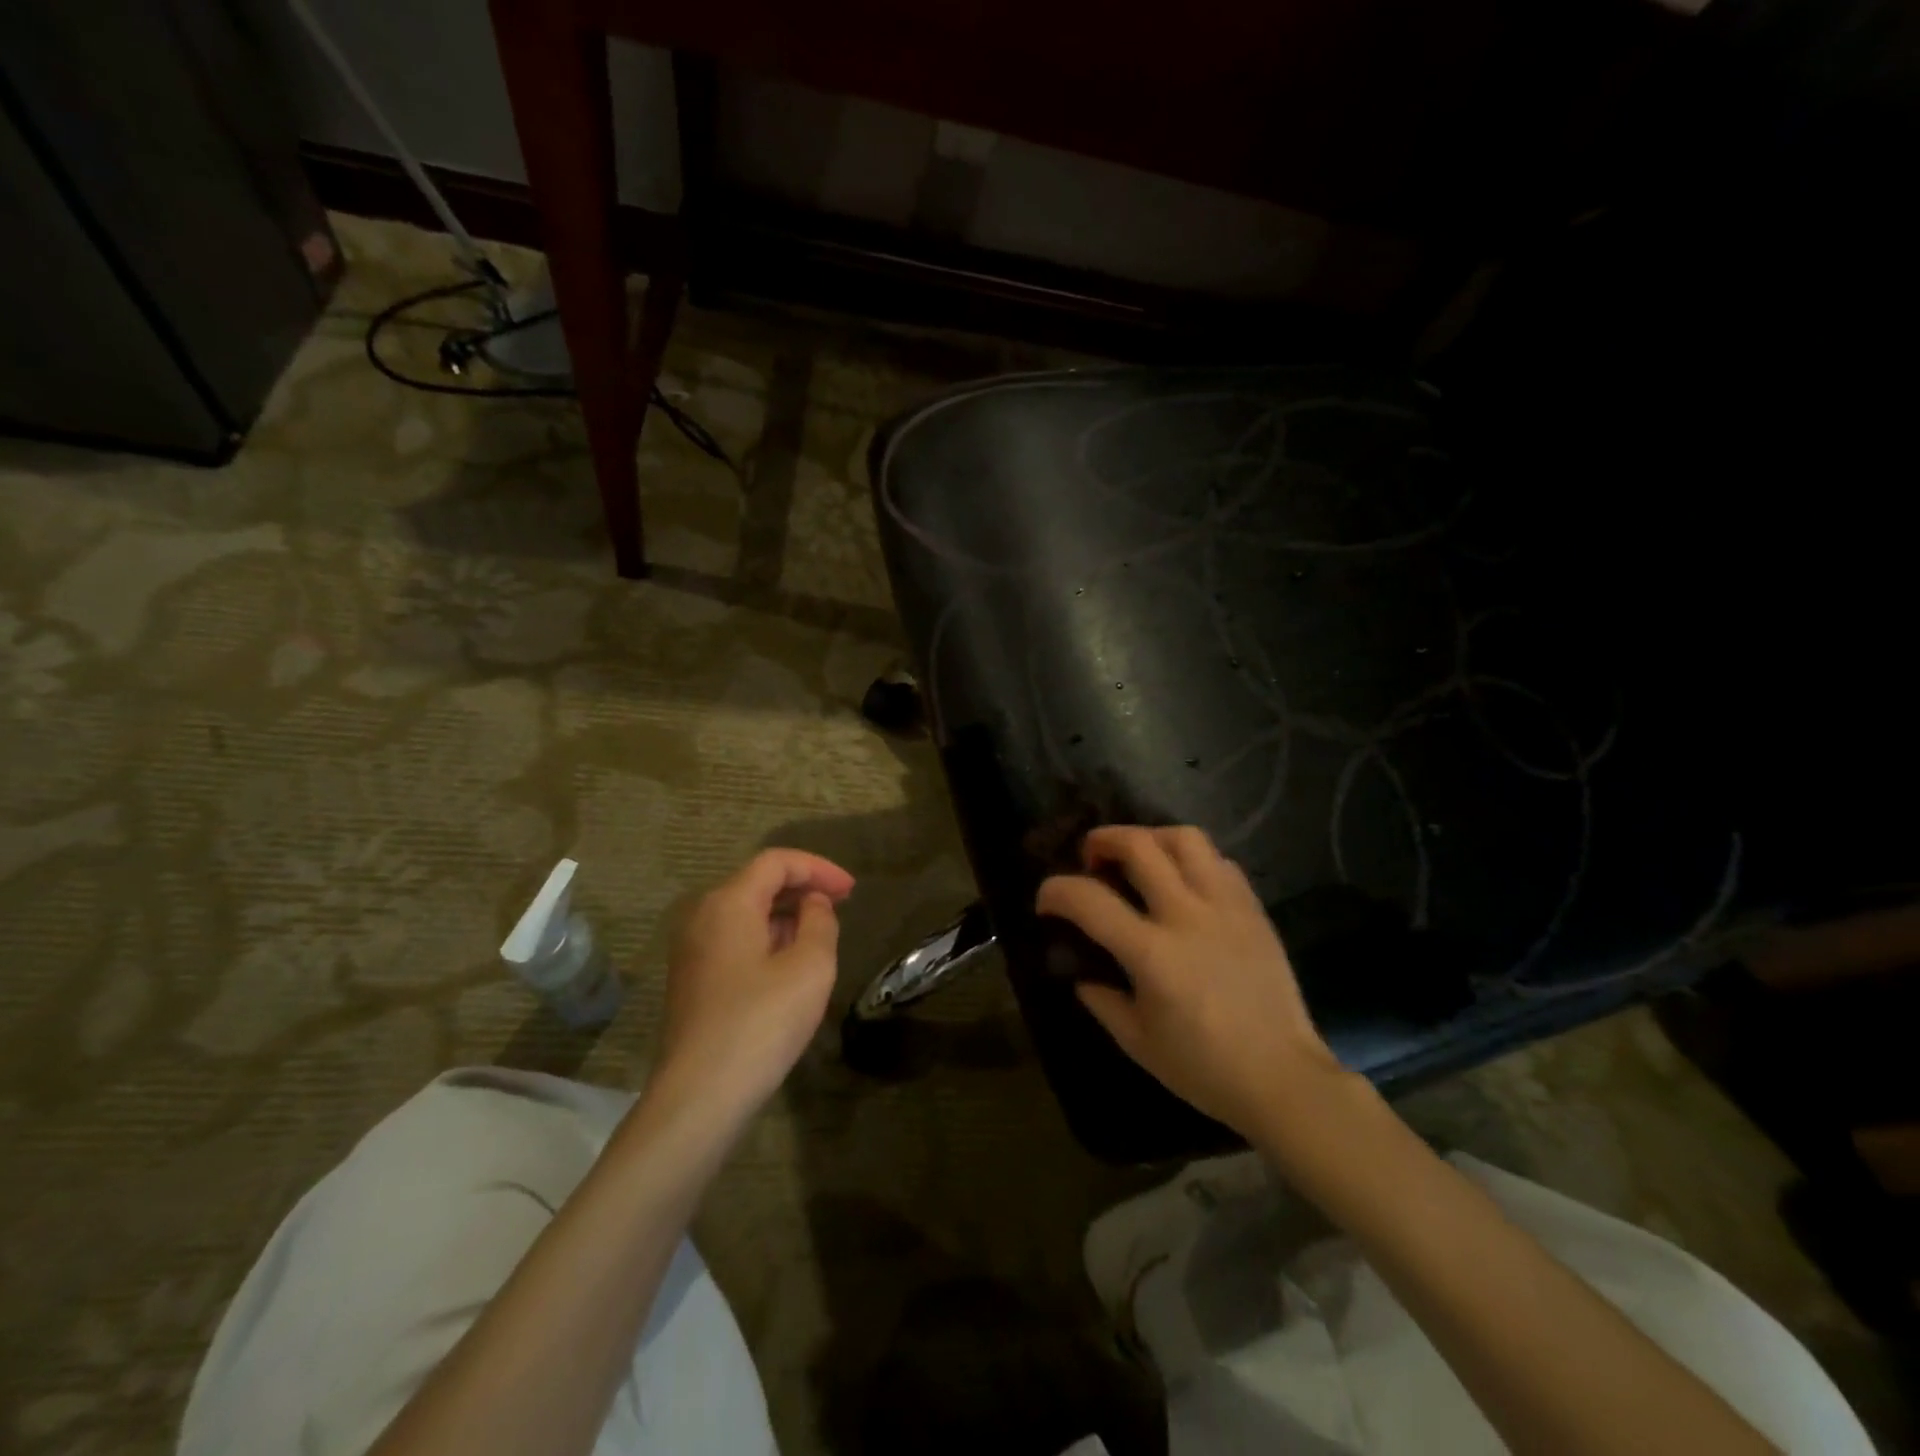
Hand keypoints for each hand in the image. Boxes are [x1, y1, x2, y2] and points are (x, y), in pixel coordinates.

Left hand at [656, 848, 855, 1116]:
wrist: (699, 1096)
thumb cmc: (761, 1023)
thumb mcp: (810, 967)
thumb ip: (820, 922)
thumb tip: (813, 905)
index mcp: (729, 903)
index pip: (776, 862)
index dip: (818, 868)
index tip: (852, 890)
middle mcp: (702, 916)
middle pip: (758, 883)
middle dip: (803, 888)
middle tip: (841, 906)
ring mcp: (691, 949)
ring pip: (746, 913)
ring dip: (786, 915)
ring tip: (821, 936)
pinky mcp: (692, 979)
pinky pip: (734, 939)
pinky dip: (766, 938)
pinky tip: (789, 965)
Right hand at [1036, 825, 1347, 1138]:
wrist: (1284, 1079)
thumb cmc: (1205, 1069)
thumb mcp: (1138, 1043)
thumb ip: (1103, 1001)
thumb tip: (1084, 976)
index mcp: (1152, 953)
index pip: (1089, 900)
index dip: (1056, 891)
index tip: (1046, 901)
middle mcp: (1187, 916)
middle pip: (1139, 845)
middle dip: (1102, 840)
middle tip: (1091, 858)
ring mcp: (1226, 907)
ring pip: (1185, 839)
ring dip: (1151, 838)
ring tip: (1140, 857)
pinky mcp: (1253, 910)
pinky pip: (1220, 862)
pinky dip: (1193, 860)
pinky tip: (1184, 883)